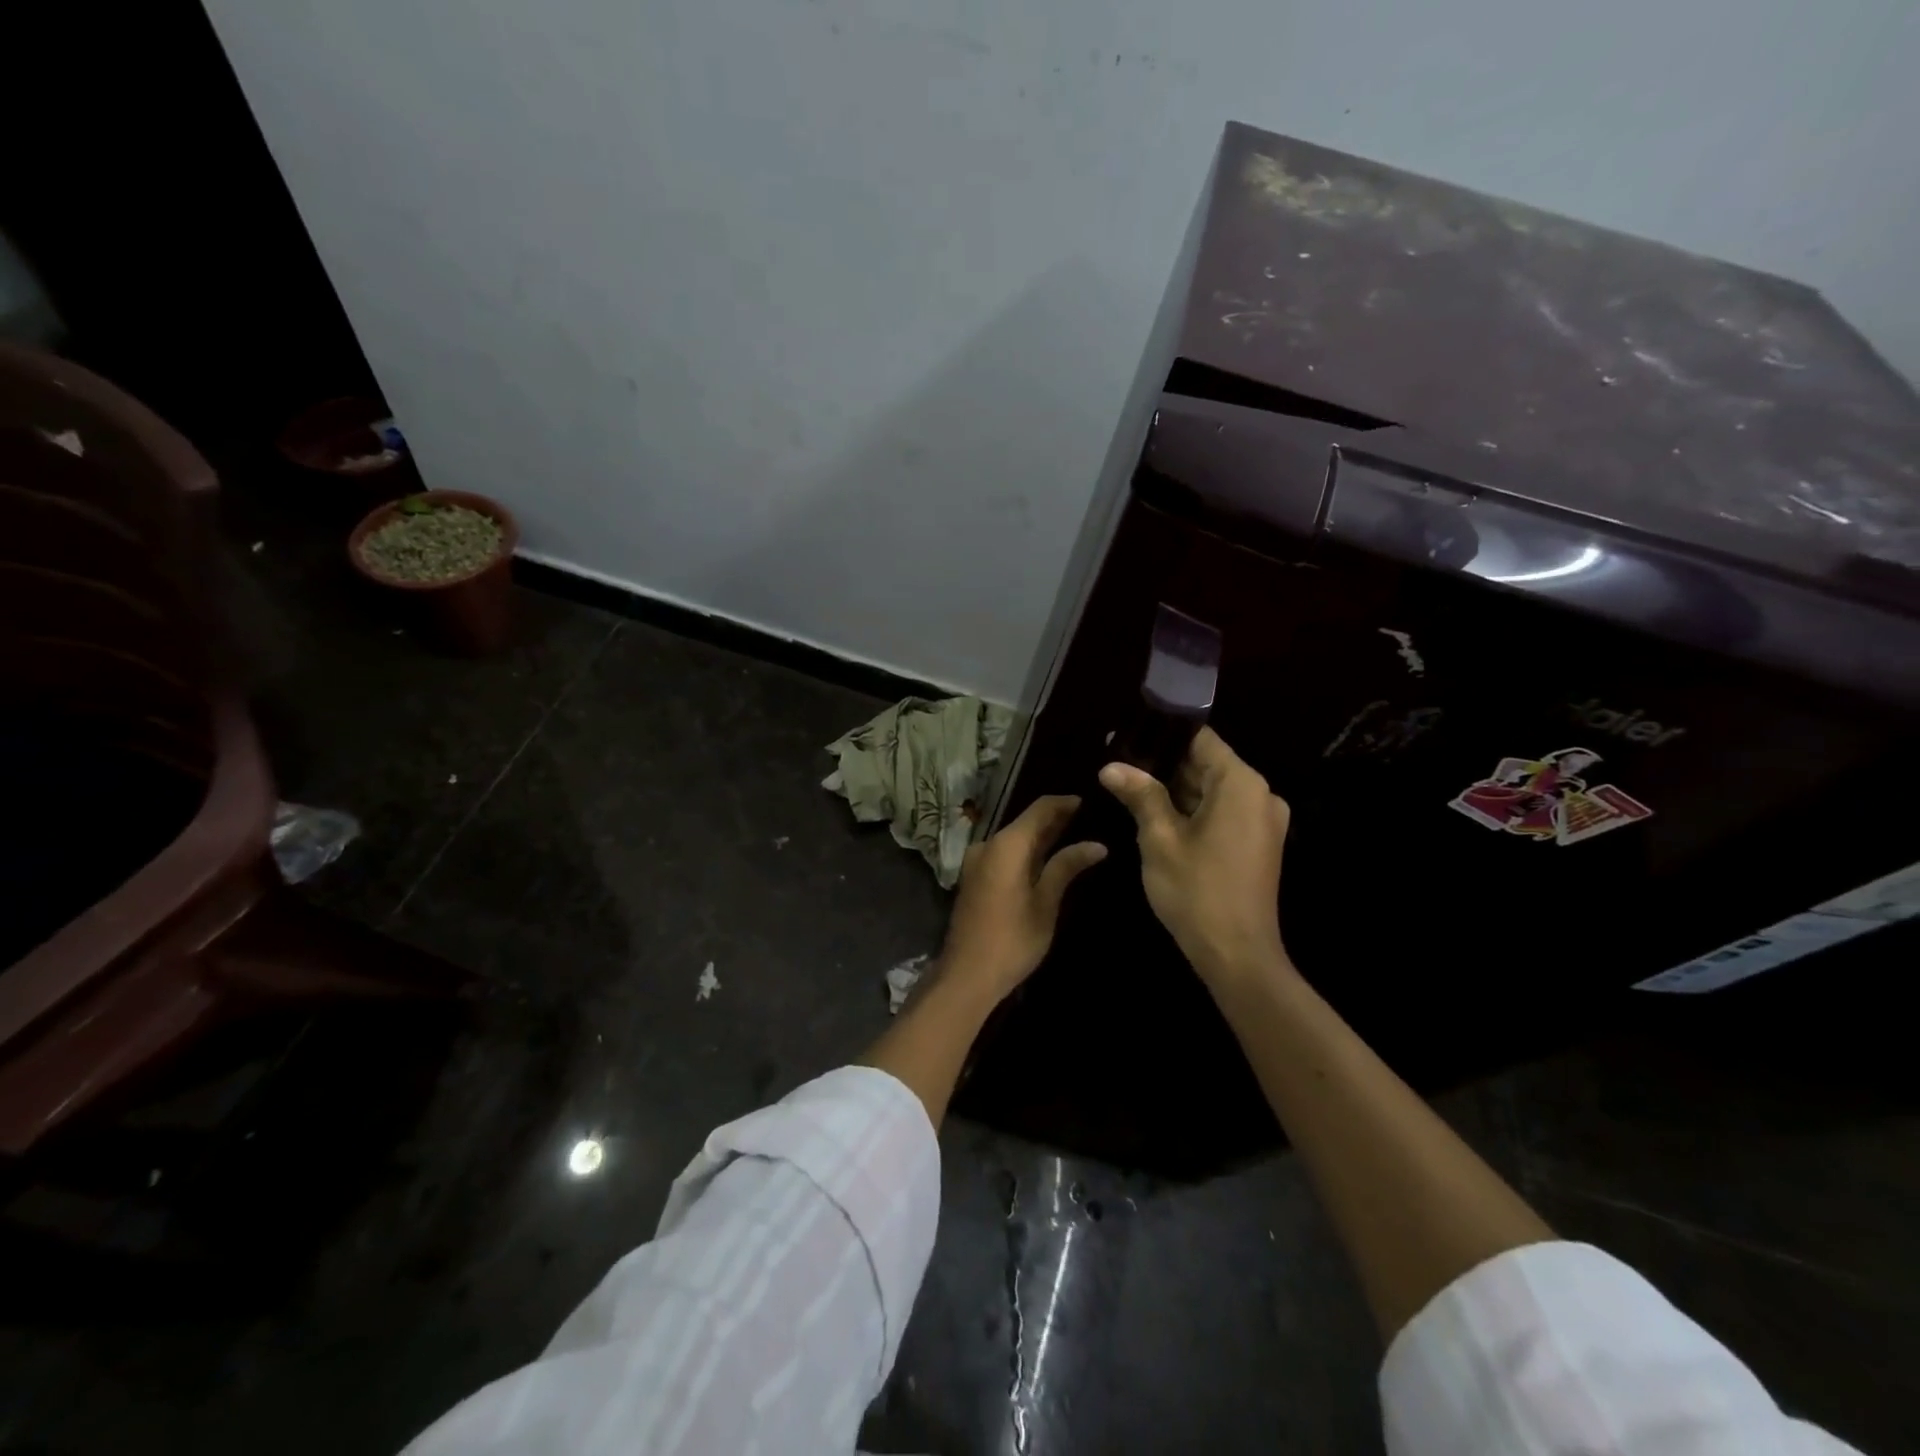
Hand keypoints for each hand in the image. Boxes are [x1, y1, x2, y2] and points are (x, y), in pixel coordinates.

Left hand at [935, 795, 1106, 1002]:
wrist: (967, 974)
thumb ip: (1066, 867)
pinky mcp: (975, 877)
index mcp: (1006, 845)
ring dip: (1041, 837)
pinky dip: (1026, 852)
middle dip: (1055, 820)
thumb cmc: (1013, 939)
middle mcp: (988, 845)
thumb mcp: (1046, 903)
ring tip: (1074, 836)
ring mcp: (977, 861)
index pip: (1039, 809)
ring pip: (1014, 839)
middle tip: (1088, 819)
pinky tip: (1047, 859)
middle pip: (1025, 823)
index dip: (1064, 803)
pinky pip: (1004, 854)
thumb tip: (1097, 845)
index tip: (1089, 802)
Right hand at [1099, 727, 1291, 989]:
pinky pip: (1222, 813)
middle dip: (1163, 765)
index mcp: (1241, 784)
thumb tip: (1111, 766)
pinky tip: (1156, 817)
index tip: (1127, 737)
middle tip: (1119, 766)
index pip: (1201, 739)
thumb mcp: (1159, 839)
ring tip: (1129, 789)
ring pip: (1212, 790)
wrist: (1237, 955)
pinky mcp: (1257, 844)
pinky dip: (1192, 811)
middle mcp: (1260, 795)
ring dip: (1175, 790)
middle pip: (1206, 764)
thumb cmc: (1197, 891)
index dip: (1162, 735)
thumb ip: (1140, 795)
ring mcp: (1262, 821)